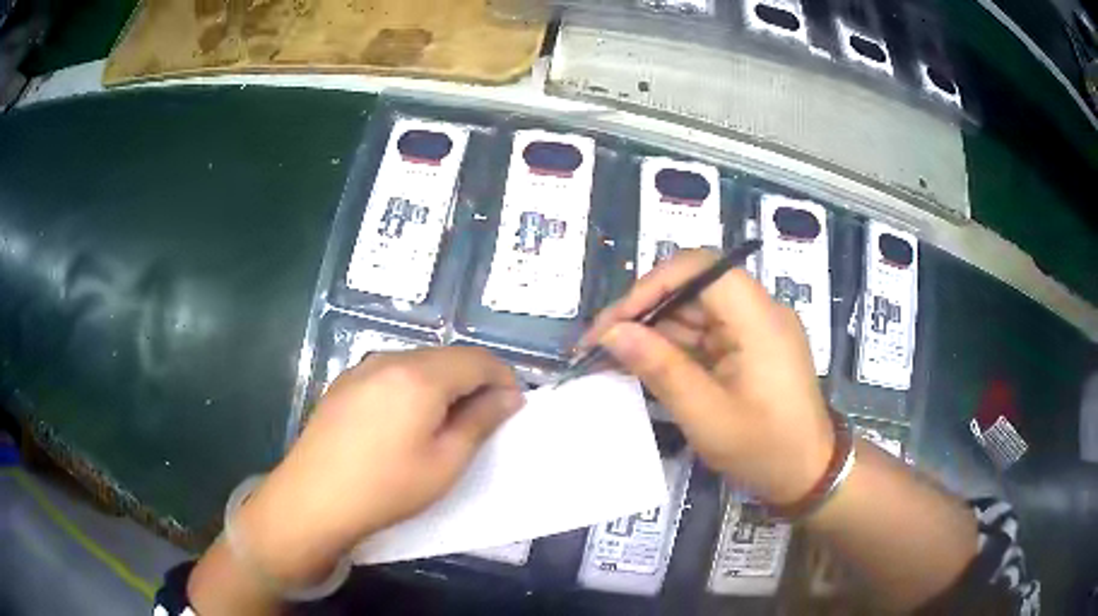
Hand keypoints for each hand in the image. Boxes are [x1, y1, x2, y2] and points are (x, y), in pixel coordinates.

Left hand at [236, 347, 521, 584]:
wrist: (313, 500)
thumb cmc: (387, 488)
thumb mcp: (445, 462)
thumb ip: (481, 422)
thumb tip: (510, 396)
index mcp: (420, 376)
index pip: (477, 359)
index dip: (503, 378)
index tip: (513, 407)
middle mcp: (390, 359)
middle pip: (446, 357)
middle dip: (473, 381)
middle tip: (482, 420)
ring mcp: (361, 368)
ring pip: (418, 363)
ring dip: (443, 384)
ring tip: (444, 424)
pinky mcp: (344, 383)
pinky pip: (391, 373)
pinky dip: (412, 388)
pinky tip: (404, 422)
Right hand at [583, 249, 833, 505]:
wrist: (809, 474)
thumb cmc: (764, 449)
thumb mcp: (707, 416)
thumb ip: (660, 369)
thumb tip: (613, 333)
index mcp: (758, 318)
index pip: (700, 268)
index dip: (653, 285)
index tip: (616, 322)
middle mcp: (758, 312)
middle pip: (693, 288)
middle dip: (644, 312)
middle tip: (600, 344)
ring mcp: (754, 330)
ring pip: (694, 312)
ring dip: (653, 332)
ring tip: (611, 359)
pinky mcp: (749, 348)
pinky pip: (704, 336)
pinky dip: (673, 349)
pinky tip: (643, 366)